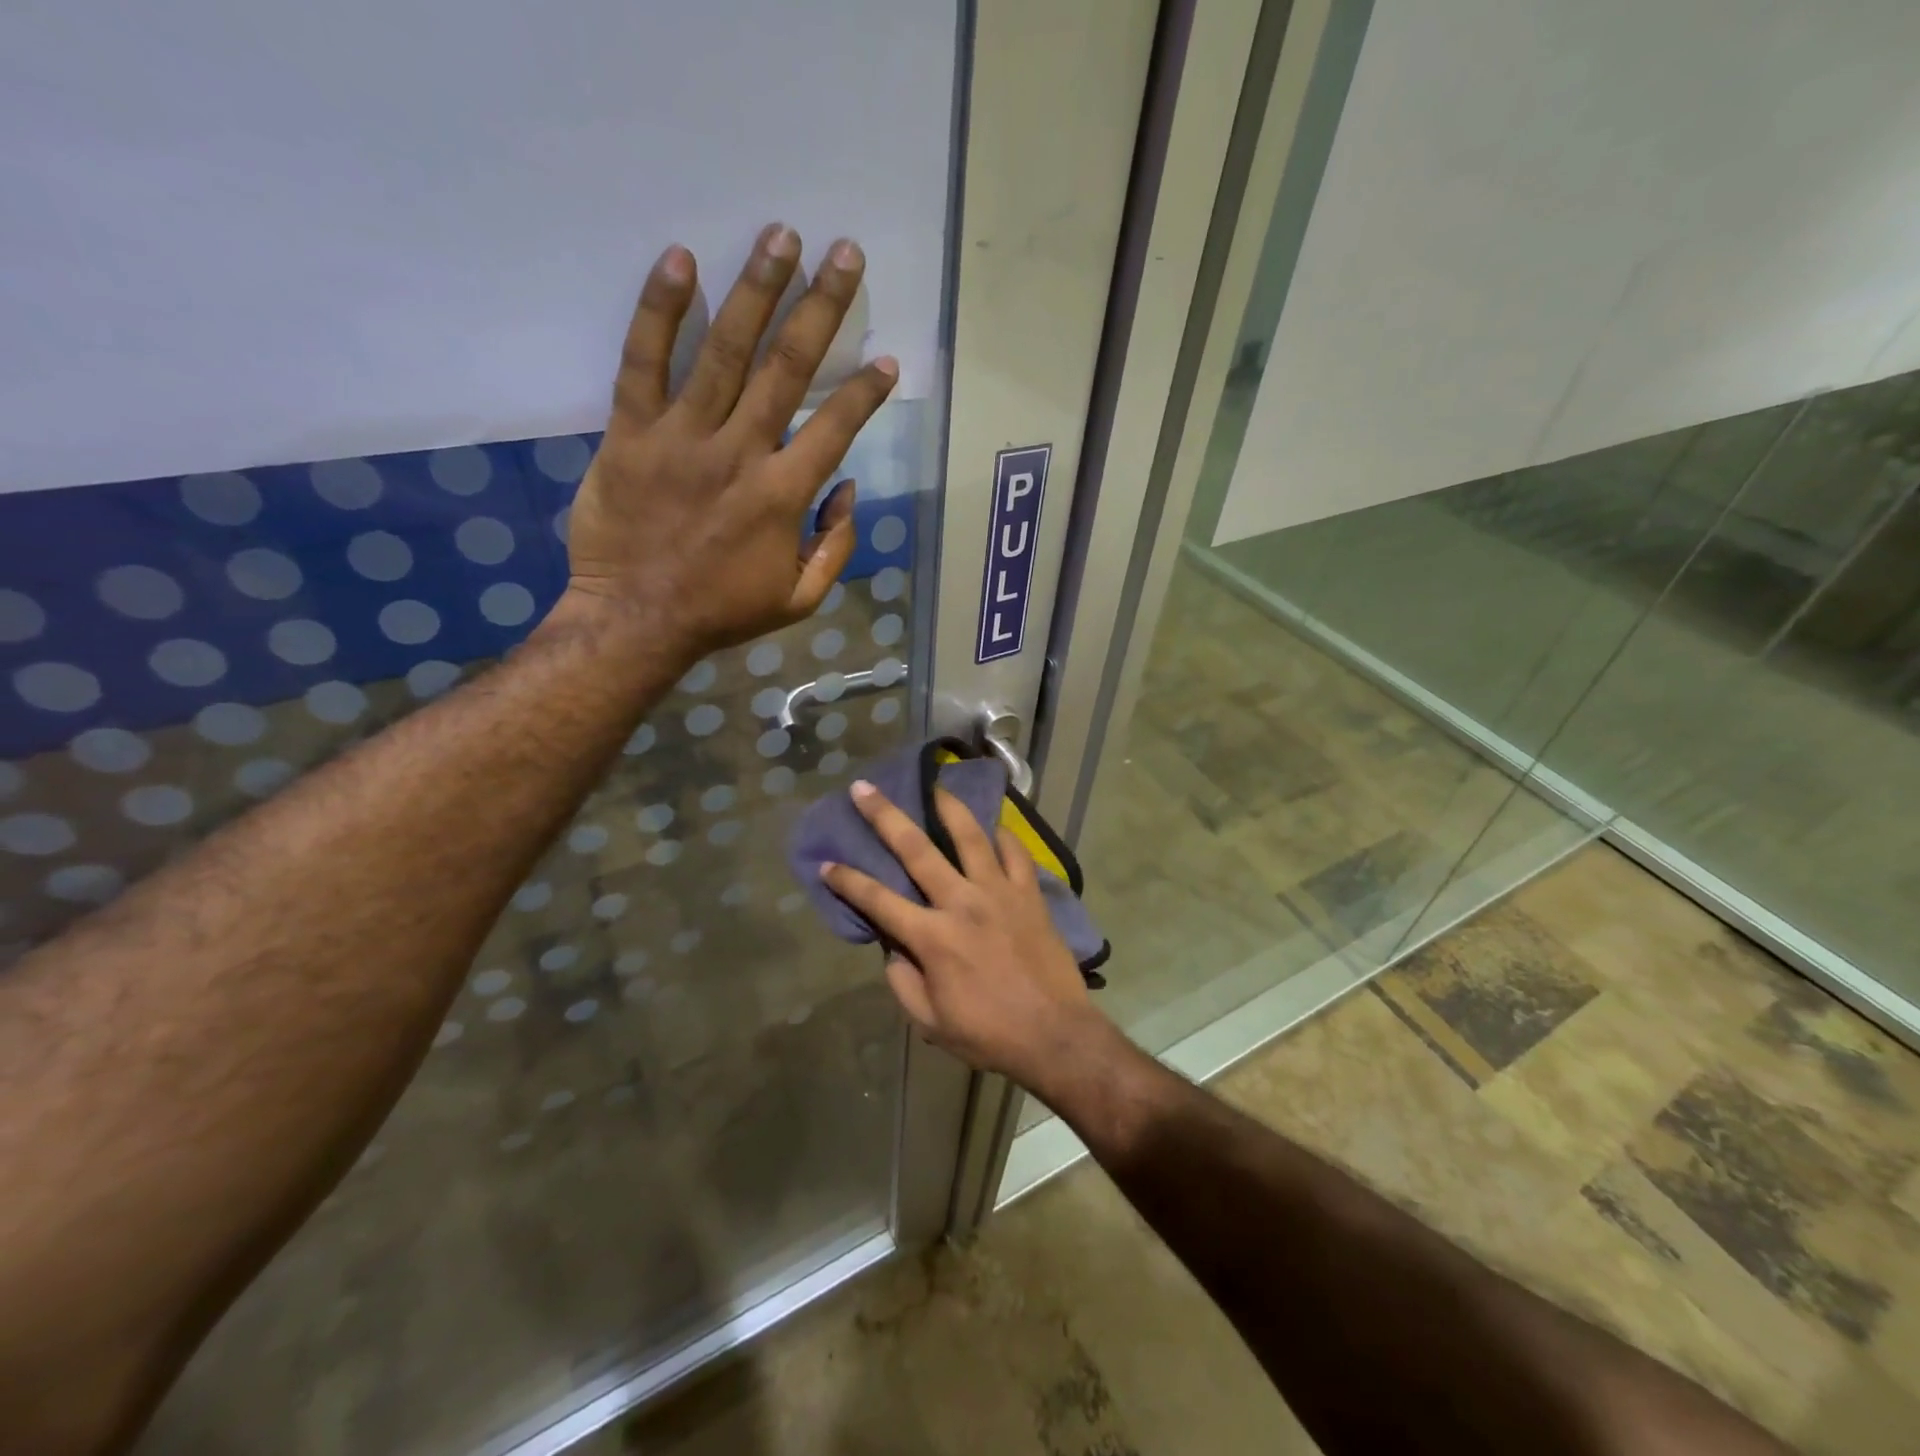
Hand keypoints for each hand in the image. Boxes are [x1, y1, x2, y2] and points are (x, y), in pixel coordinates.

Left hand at [562, 223, 897, 660]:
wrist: (636, 621)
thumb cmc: (722, 613)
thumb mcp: (799, 600)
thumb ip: (834, 547)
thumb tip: (847, 489)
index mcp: (783, 496)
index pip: (835, 428)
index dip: (865, 391)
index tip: (887, 358)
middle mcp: (739, 454)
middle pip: (786, 368)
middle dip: (821, 308)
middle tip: (844, 254)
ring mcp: (681, 438)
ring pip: (724, 351)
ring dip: (756, 289)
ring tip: (781, 236)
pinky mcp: (630, 434)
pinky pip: (643, 363)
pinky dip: (659, 311)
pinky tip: (679, 260)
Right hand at [820, 780, 1114, 1096]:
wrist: (1055, 1035)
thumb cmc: (988, 1033)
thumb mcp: (929, 1022)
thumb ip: (903, 981)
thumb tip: (893, 948)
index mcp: (932, 937)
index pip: (878, 900)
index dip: (847, 881)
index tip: (827, 863)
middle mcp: (962, 903)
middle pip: (916, 849)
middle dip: (885, 816)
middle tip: (865, 788)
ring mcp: (999, 893)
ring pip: (970, 836)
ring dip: (948, 808)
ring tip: (935, 786)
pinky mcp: (1030, 894)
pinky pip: (1016, 853)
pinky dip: (1003, 836)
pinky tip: (993, 828)